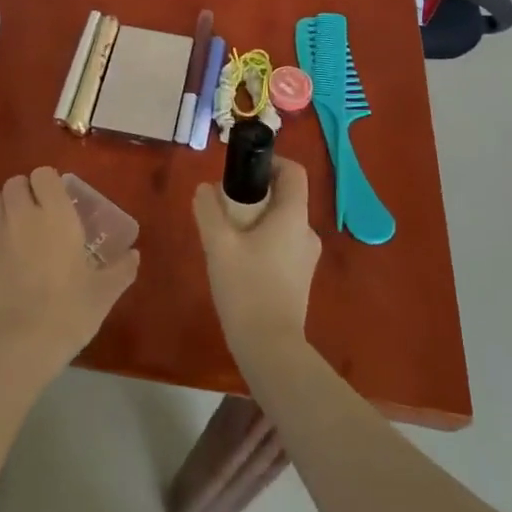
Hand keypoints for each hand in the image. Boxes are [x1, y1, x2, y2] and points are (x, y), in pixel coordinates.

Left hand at [0, 166, 139, 384]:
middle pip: (14, 183)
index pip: (43, 174)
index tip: (57, 200)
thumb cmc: (69, 312)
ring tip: (15, 232)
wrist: (21, 348)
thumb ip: (121, 269)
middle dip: (24, 193)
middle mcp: (22, 216)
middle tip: (36, 215)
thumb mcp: (104, 292)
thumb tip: (134, 255)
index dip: (48, 183)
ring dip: (3, 211)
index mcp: (55, 215)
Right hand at [192, 157, 321, 364]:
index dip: (270, 162)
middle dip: (255, 193)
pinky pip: (282, 245)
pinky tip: (238, 261)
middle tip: (225, 205)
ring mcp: (306, 258)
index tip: (243, 171)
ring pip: (281, 222)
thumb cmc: (246, 288)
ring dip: (256, 220)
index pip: (293, 171)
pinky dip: (262, 241)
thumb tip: (204, 189)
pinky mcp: (300, 279)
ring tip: (227, 236)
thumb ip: (208, 209)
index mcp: (293, 216)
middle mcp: (307, 232)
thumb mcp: (218, 244)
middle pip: (285, 196)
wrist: (270, 349)